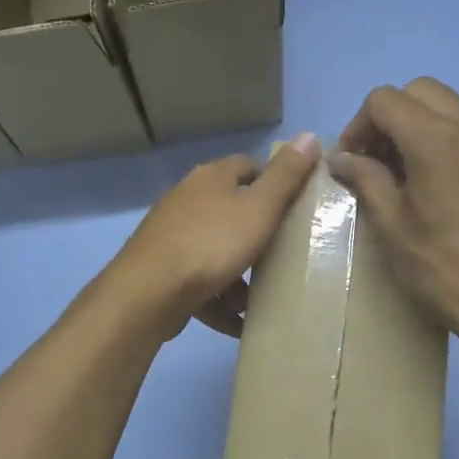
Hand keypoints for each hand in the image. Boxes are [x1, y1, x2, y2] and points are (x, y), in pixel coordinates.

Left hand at [107, 134, 319, 340]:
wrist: (149, 292)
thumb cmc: (211, 244)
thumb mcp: (259, 209)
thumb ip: (285, 177)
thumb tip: (309, 136)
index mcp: (211, 178)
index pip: (247, 166)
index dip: (272, 180)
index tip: (295, 204)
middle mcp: (186, 199)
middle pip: (229, 210)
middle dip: (255, 234)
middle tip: (284, 253)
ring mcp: (171, 236)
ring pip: (213, 250)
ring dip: (237, 274)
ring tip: (262, 296)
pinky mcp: (162, 270)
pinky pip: (199, 283)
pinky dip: (218, 300)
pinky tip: (237, 322)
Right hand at [329, 79, 458, 343]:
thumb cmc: (441, 267)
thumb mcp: (391, 224)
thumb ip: (364, 178)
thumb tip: (340, 157)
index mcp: (438, 140)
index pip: (385, 100)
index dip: (359, 125)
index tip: (351, 161)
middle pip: (418, 90)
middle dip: (388, 116)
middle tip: (374, 158)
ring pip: (445, 104)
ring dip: (415, 123)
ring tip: (400, 170)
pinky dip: (441, 136)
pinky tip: (431, 179)